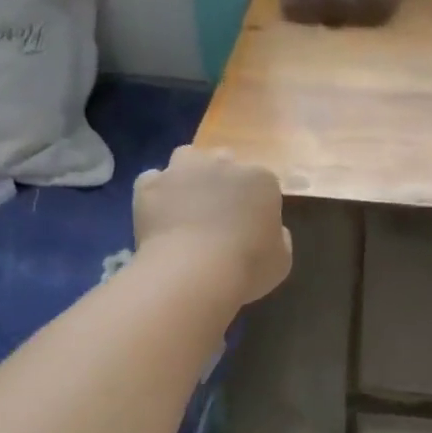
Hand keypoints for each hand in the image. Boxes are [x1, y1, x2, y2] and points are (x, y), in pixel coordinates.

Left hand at [134, 147, 291, 305]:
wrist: (193, 272)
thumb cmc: (247, 267)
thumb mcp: (281, 260)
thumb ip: (278, 238)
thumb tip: (270, 230)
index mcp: (261, 179)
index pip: (261, 181)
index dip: (254, 203)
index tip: (249, 226)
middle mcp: (222, 163)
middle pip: (224, 162)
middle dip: (222, 181)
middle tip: (218, 214)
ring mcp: (183, 170)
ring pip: (187, 159)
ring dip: (188, 176)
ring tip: (186, 206)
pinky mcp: (150, 184)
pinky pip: (153, 181)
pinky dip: (156, 194)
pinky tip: (159, 216)